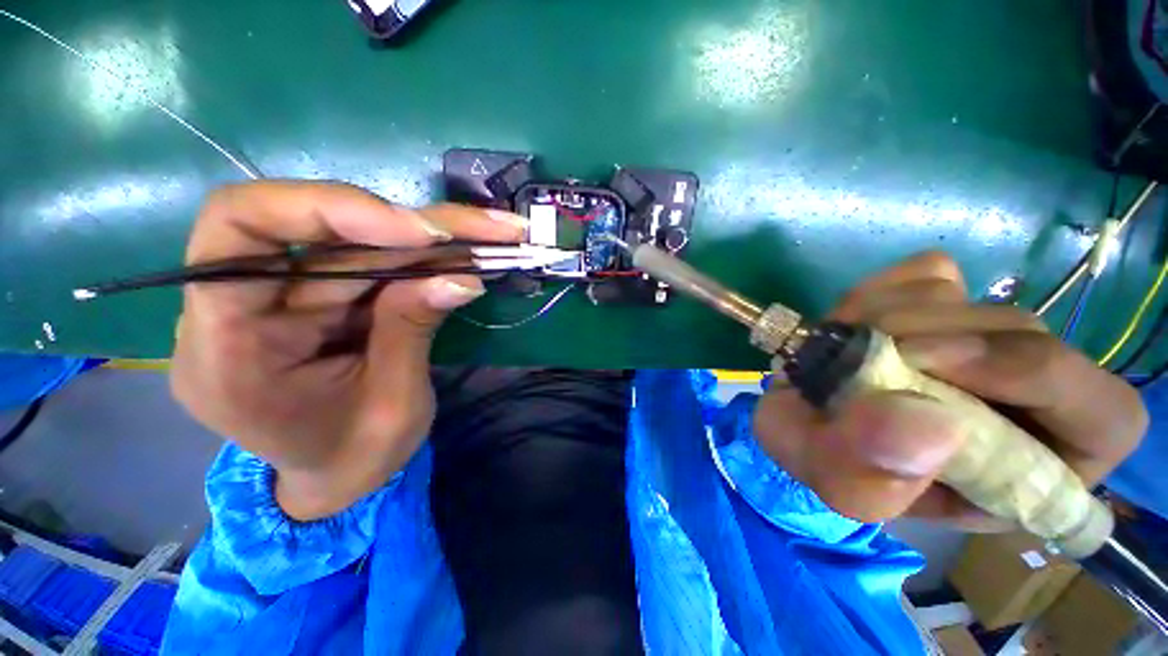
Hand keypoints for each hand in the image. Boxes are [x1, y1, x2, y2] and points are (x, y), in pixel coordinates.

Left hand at [171, 181, 525, 519]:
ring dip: (438, 236)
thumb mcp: (392, 407)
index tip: (417, 232)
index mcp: (229, 348)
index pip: (240, 229)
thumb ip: (412, 330)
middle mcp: (247, 304)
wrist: (339, 477)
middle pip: (324, 228)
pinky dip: (431, 256)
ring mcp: (289, 295)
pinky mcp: (327, 294)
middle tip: (490, 230)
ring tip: (497, 236)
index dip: (328, 209)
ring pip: (363, 240)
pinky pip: (378, 260)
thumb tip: (461, 277)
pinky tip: (472, 250)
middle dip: (418, 226)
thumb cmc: (354, 459)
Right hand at [753, 252, 1147, 528]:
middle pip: (1024, 334)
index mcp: (1038, 465)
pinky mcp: (947, 301)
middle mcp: (1031, 393)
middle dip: (932, 337)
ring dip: (886, 317)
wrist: (806, 419)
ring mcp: (987, 336)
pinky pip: (927, 274)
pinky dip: (878, 293)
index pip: (1102, 413)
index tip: (925, 363)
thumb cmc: (836, 465)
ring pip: (970, 299)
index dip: (1028, 375)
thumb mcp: (846, 489)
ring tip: (840, 352)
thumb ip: (877, 480)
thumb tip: (931, 425)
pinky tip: (851, 325)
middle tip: (859, 351)